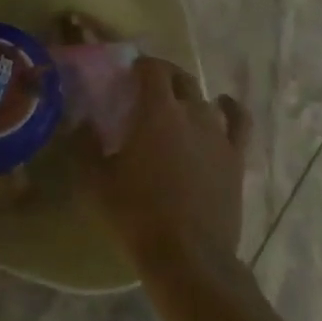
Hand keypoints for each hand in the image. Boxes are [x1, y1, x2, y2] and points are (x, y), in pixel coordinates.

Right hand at [80, 54, 251, 269]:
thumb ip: (85, 146)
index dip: (141, 64)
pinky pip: (238, 121)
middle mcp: (191, 112)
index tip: (128, 72)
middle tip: (147, 87)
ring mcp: (217, 133)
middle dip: (163, 75)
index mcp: (157, 111)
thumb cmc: (137, 216)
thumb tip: (82, 122)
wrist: (187, 256)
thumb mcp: (96, 182)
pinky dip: (230, 108)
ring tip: (176, 103)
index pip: (153, 69)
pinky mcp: (235, 156)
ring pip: (204, 97)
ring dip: (188, 94)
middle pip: (180, 78)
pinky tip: (223, 104)